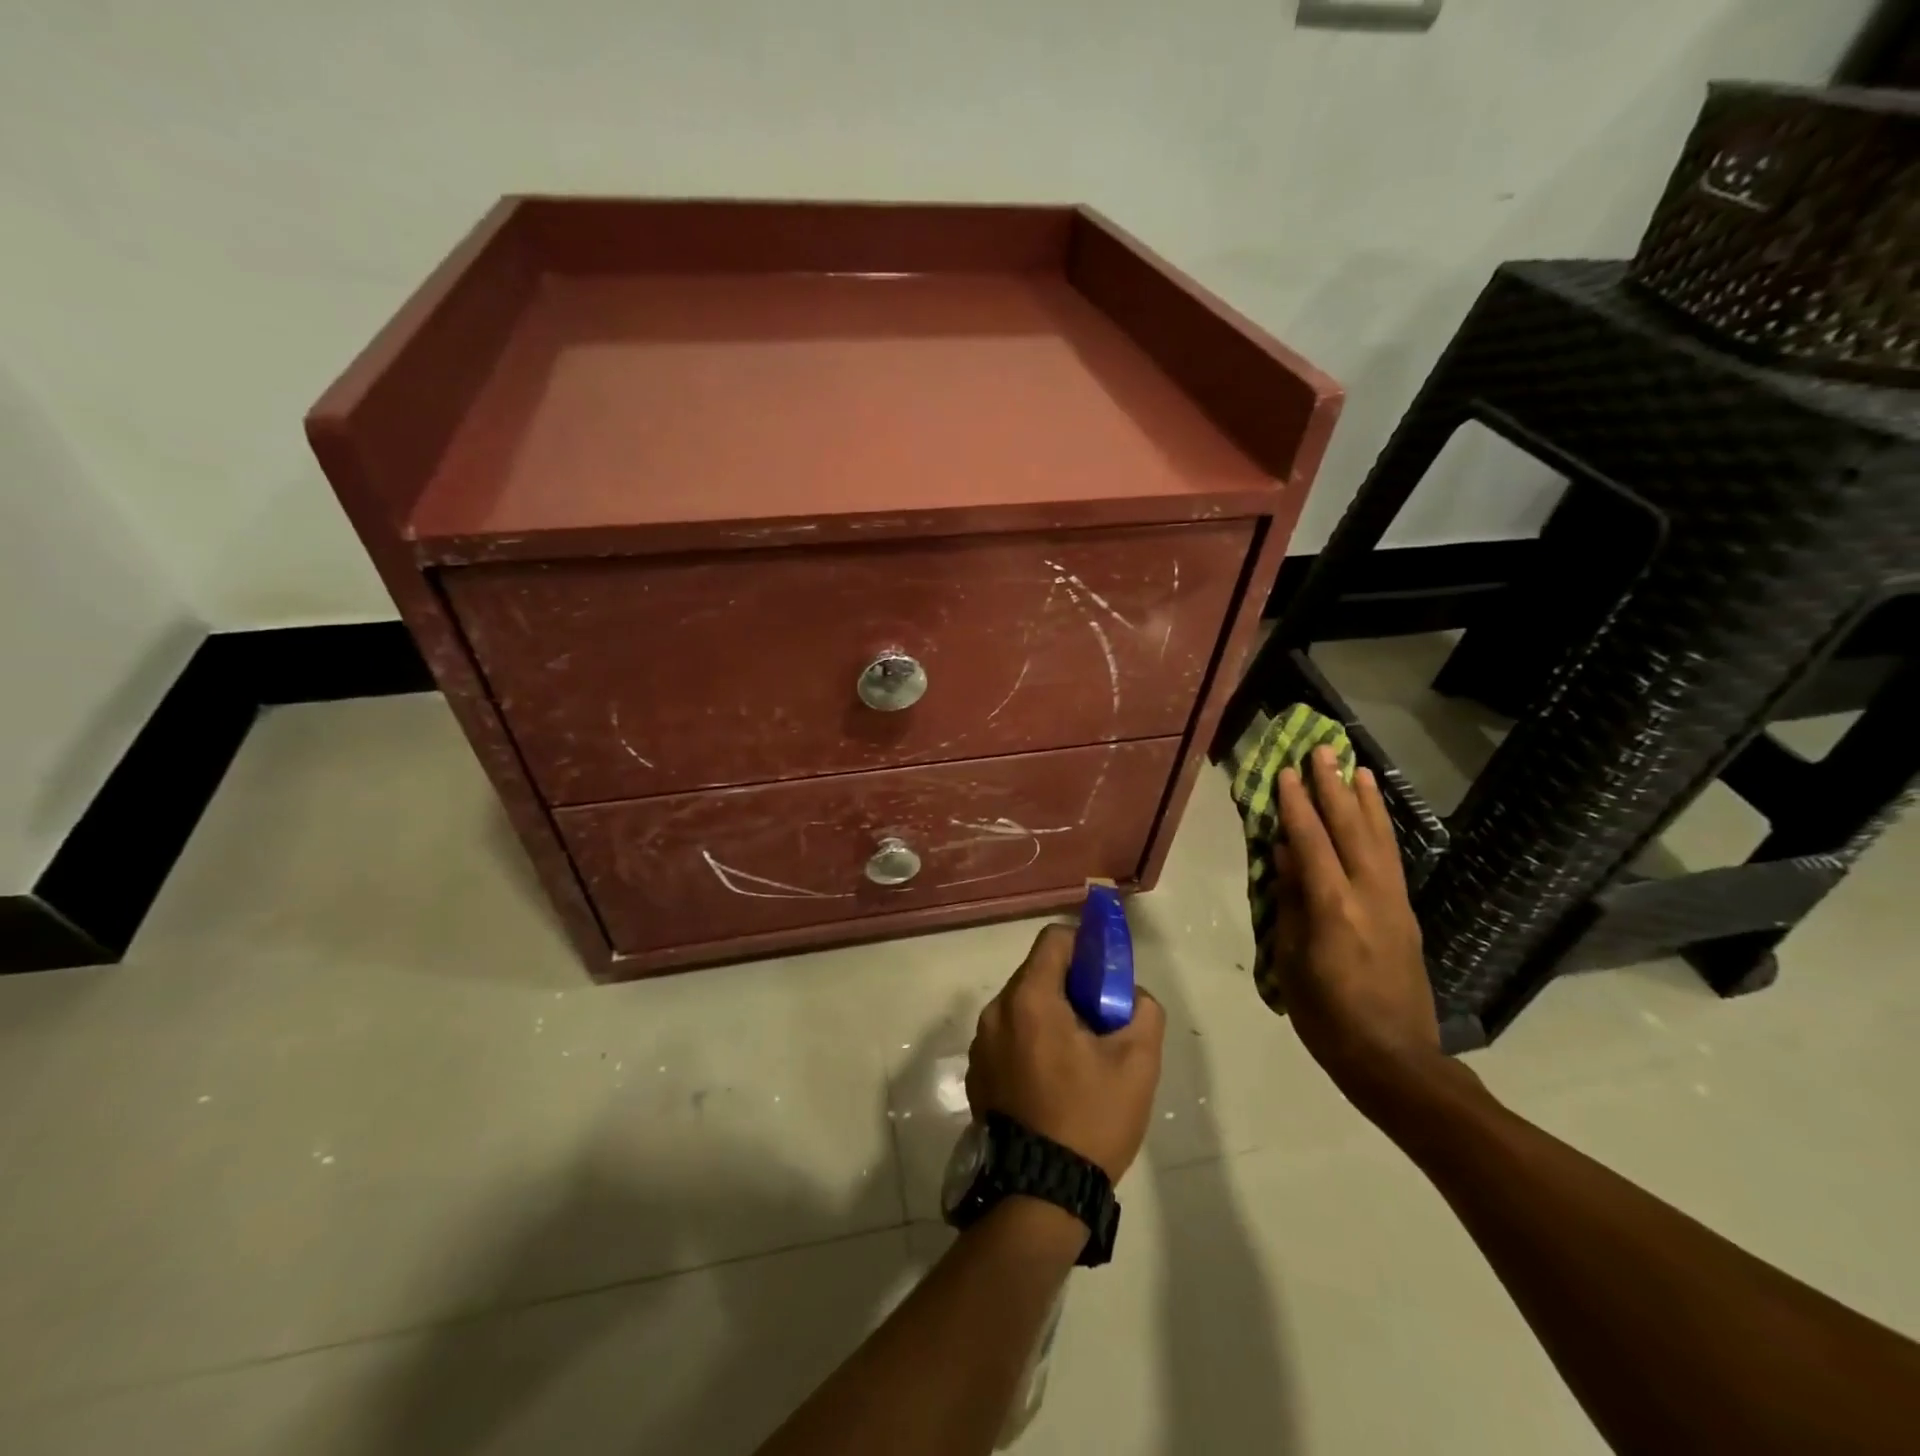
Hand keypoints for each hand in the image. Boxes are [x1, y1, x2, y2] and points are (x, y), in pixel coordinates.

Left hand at [966, 923, 1165, 1181]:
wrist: (1038, 1195)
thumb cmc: (1089, 1120)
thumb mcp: (1137, 1064)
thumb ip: (1142, 1011)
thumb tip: (1130, 996)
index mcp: (1029, 999)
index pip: (1054, 939)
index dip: (1085, 945)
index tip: (1106, 974)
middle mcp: (996, 1011)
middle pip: (1037, 973)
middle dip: (1071, 985)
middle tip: (1101, 1019)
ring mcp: (981, 1043)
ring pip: (1022, 1006)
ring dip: (1051, 1014)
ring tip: (1080, 1056)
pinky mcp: (977, 1073)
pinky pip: (1008, 1036)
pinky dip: (1031, 1041)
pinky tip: (1054, 1081)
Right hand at [1271, 746, 1441, 1104]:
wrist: (1394, 1060)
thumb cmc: (1327, 1016)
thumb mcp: (1291, 960)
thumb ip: (1291, 902)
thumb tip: (1285, 854)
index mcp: (1333, 907)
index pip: (1311, 842)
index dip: (1296, 805)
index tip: (1286, 772)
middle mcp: (1369, 895)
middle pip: (1350, 829)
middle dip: (1334, 788)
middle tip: (1323, 751)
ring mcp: (1394, 903)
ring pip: (1380, 839)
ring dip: (1366, 801)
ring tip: (1357, 768)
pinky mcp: (1407, 916)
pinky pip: (1392, 859)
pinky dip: (1382, 829)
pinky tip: (1376, 817)